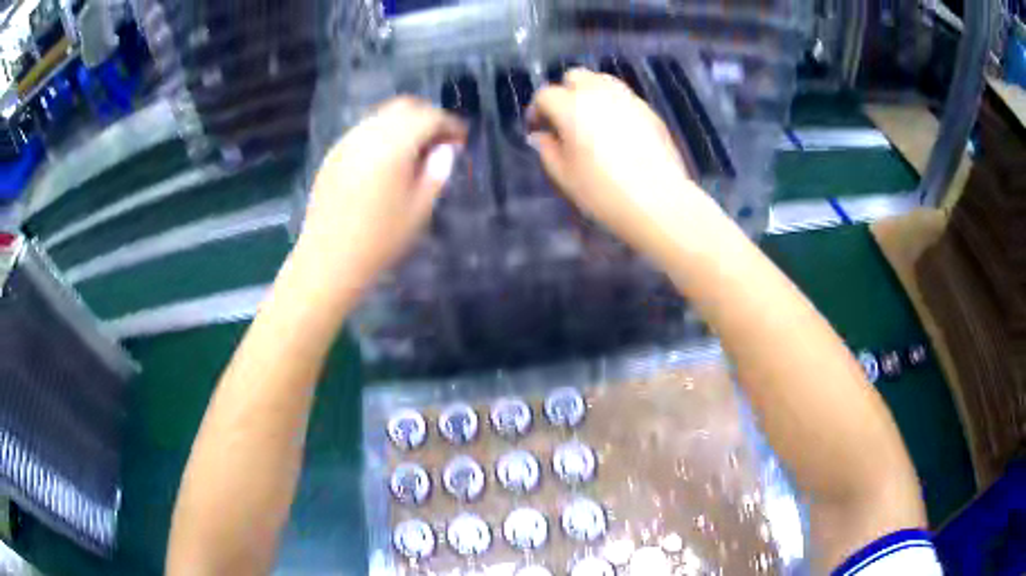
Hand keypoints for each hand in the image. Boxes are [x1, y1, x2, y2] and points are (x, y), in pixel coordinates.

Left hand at [293, 97, 466, 301]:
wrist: (329, 260)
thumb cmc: (380, 239)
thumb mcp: (420, 209)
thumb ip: (437, 171)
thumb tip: (446, 149)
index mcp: (393, 145)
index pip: (429, 117)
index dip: (450, 124)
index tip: (461, 140)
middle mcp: (368, 134)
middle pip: (404, 106)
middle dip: (427, 117)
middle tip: (441, 141)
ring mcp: (347, 142)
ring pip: (382, 115)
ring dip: (404, 123)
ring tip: (416, 150)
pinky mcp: (334, 154)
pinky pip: (364, 130)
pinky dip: (383, 133)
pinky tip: (388, 159)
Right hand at [528, 69, 718, 261]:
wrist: (659, 201)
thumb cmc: (604, 192)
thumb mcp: (564, 177)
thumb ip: (547, 150)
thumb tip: (542, 135)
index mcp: (571, 107)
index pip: (545, 95)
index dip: (537, 109)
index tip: (538, 128)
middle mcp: (599, 93)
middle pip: (575, 76)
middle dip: (564, 92)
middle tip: (564, 119)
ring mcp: (627, 99)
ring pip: (602, 80)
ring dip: (590, 93)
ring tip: (590, 119)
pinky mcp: (649, 110)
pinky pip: (623, 96)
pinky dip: (613, 104)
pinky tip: (616, 130)